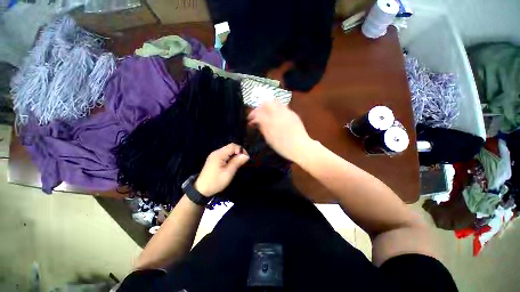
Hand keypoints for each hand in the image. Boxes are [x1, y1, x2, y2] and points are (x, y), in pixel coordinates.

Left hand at [195, 143, 248, 196]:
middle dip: (238, 152)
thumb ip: (237, 162)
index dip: (241, 150)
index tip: (246, 158)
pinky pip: (225, 154)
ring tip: (238, 164)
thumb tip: (246, 155)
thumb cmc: (215, 182)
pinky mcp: (214, 159)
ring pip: (228, 150)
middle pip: (230, 147)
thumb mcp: (228, 173)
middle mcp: (216, 152)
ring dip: (235, 155)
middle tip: (243, 162)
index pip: (233, 146)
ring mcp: (214, 155)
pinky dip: (230, 157)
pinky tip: (232, 164)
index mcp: (219, 154)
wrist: (201, 189)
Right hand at [248, 100, 312, 161]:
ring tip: (267, 114)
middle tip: (258, 114)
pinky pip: (283, 106)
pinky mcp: (293, 113)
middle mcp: (278, 114)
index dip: (252, 114)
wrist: (301, 147)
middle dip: (260, 107)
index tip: (250, 119)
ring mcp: (286, 112)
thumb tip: (257, 122)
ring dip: (269, 106)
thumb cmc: (283, 147)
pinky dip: (277, 109)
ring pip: (275, 102)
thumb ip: (263, 128)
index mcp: (270, 122)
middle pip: (266, 102)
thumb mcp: (269, 140)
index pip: (257, 112)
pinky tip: (277, 116)